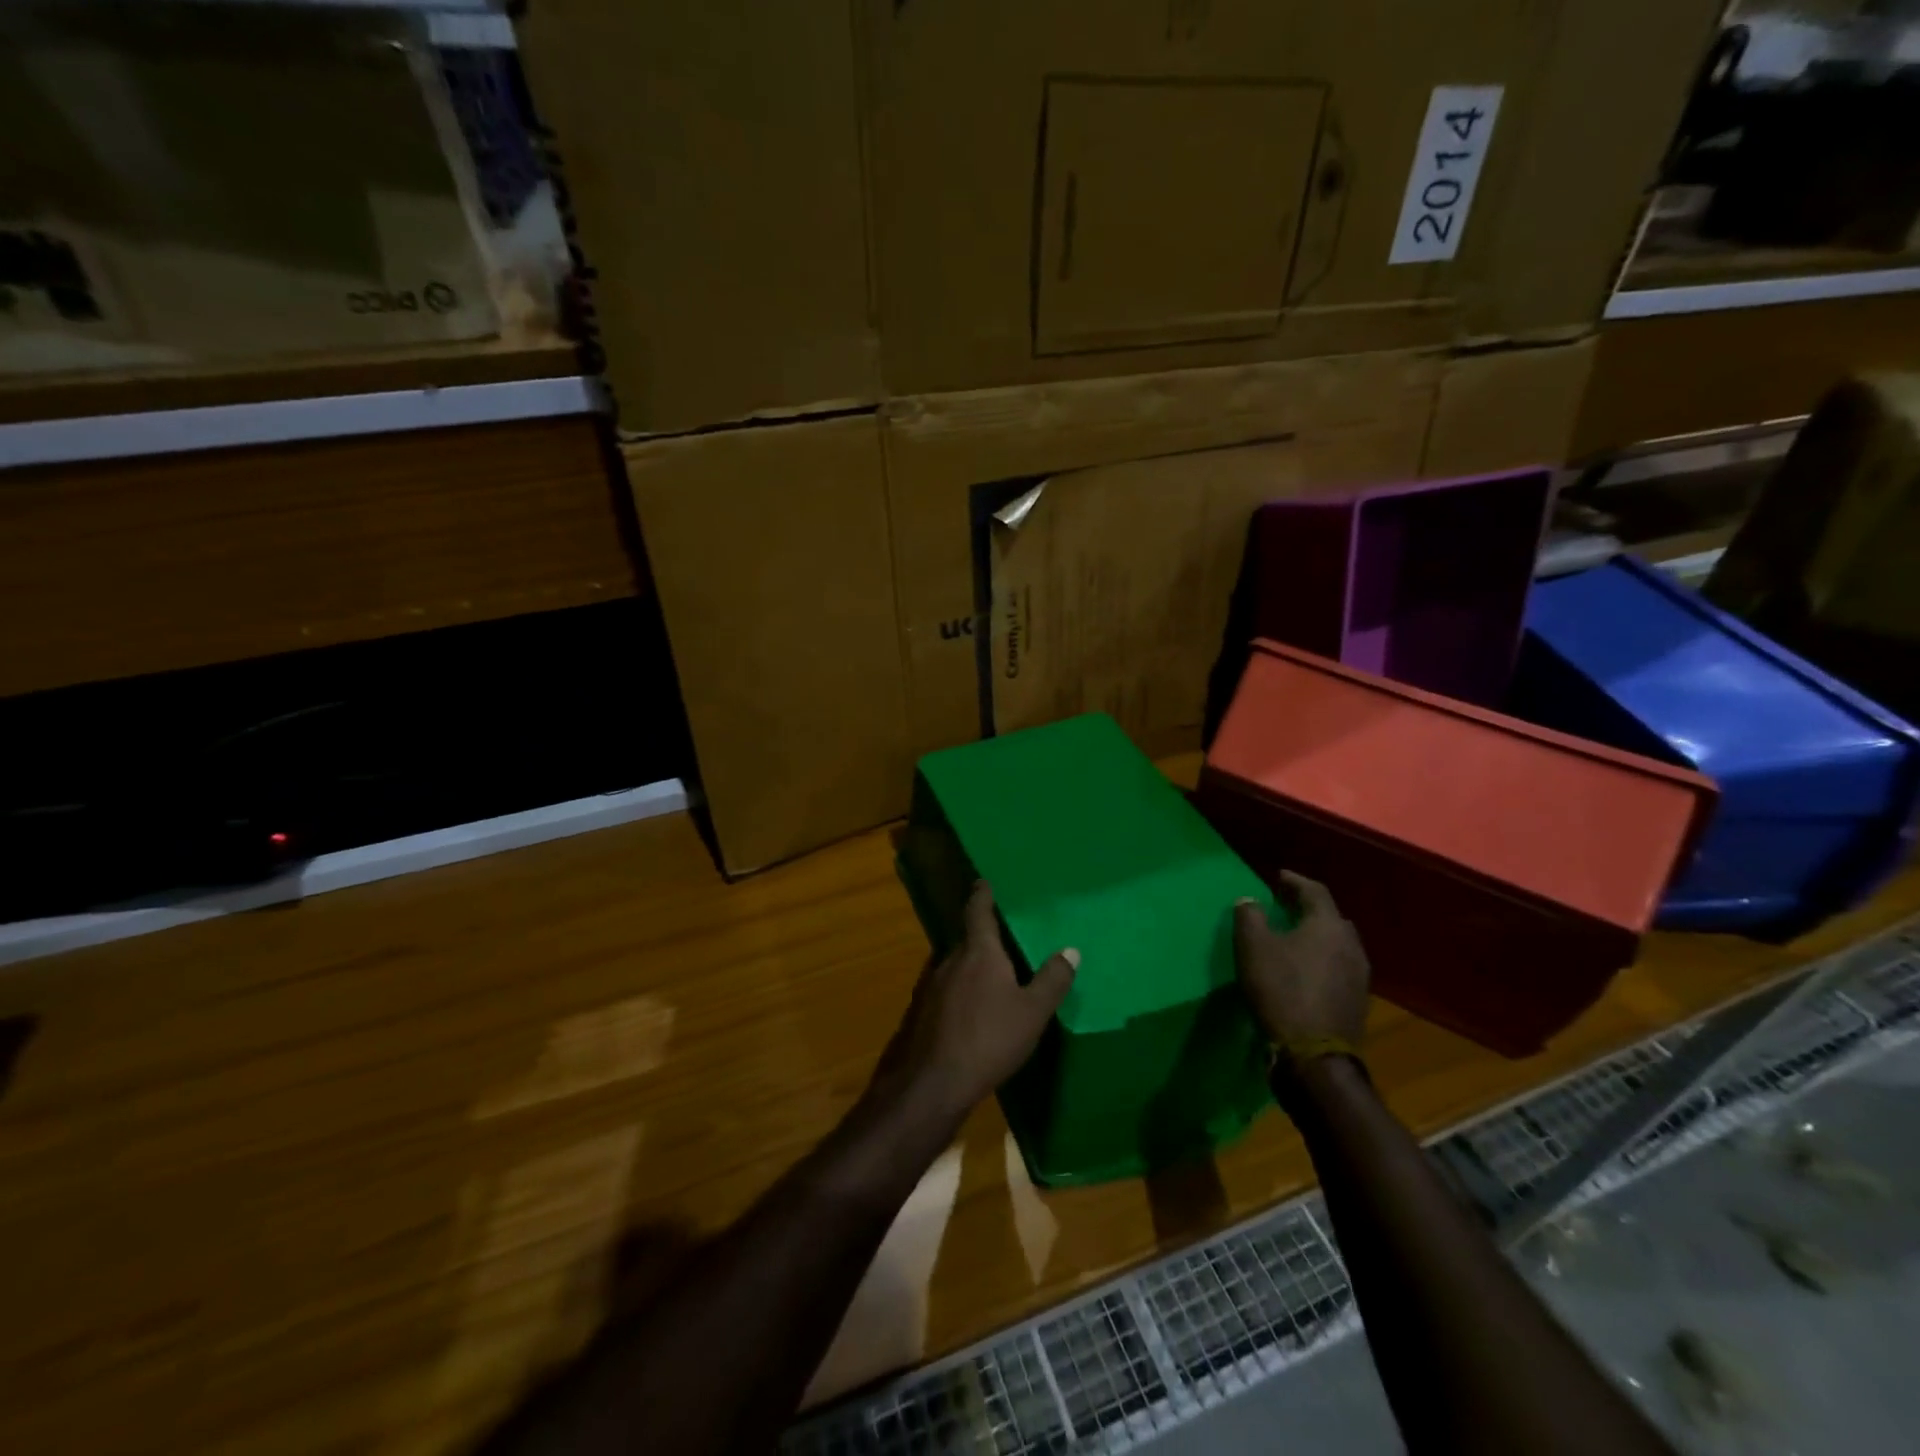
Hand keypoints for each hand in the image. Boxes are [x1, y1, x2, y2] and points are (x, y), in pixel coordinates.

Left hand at [874, 882, 1077, 1123]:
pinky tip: (970, 1009)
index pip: (978, 911)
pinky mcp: (921, 1010)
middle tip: (1003, 936)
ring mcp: (930, 985)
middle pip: (967, 938)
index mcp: (978, 952)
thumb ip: (1052, 980)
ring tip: (991, 974)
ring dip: (970, 965)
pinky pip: (945, 988)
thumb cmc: (989, 1039)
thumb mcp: (1032, 1013)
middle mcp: (950, 959)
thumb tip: (1071, 949)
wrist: (932, 1082)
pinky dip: (959, 989)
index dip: (982, 895)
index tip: (983, 881)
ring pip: (954, 965)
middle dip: (982, 936)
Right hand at [1234, 872, 1370, 1049]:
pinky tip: (1305, 969)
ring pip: (1336, 944)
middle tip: (1285, 906)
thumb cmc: (1282, 990)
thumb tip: (1249, 900)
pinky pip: (1338, 967)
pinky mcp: (1357, 1000)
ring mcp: (1359, 975)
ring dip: (1316, 936)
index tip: (1278, 877)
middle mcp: (1350, 944)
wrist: (1314, 1053)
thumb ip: (1250, 916)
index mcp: (1328, 925)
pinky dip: (1321, 960)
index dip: (1295, 881)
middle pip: (1330, 916)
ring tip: (1294, 938)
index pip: (1314, 891)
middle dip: (1307, 909)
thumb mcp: (1253, 947)